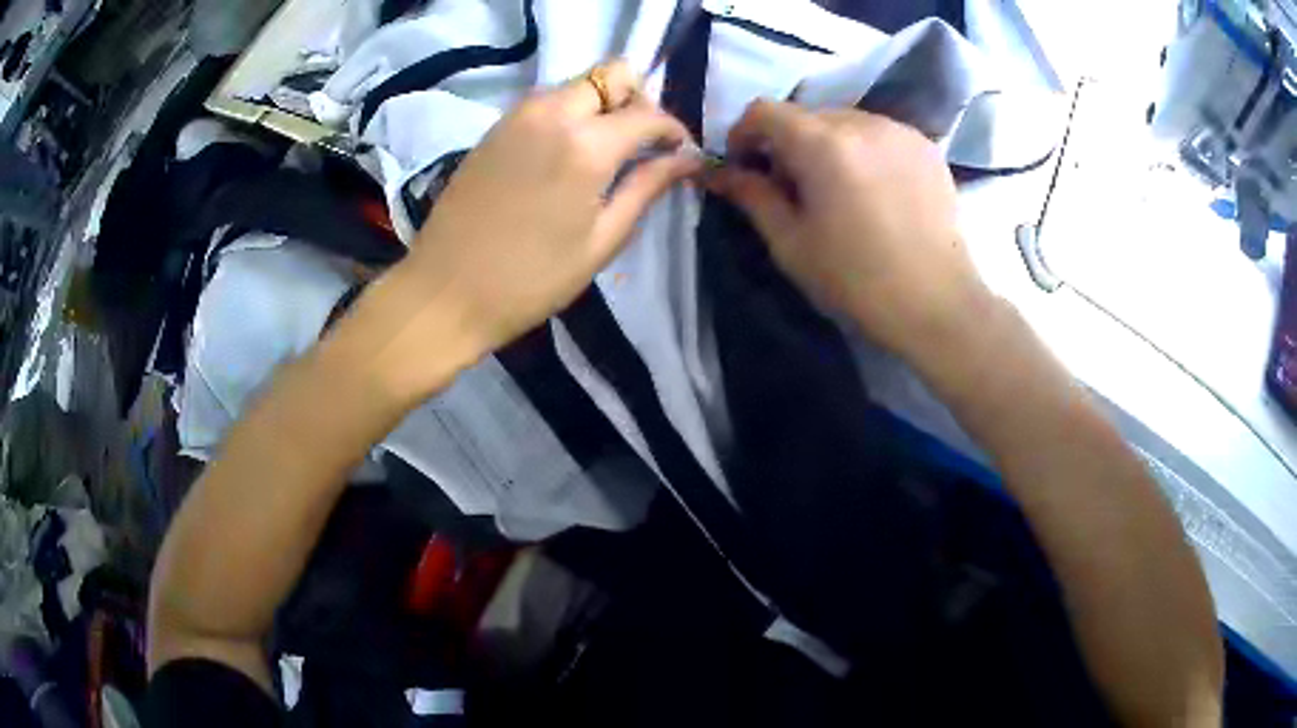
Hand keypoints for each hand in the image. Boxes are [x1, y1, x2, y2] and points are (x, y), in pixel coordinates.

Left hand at [360, 62, 699, 398]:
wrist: (445, 291)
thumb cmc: (530, 280)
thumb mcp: (601, 240)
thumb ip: (646, 188)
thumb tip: (689, 159)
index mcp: (586, 145)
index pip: (648, 114)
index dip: (672, 131)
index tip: (678, 154)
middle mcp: (553, 113)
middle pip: (612, 74)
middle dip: (637, 101)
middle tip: (639, 145)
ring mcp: (518, 114)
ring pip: (579, 84)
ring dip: (602, 105)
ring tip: (604, 153)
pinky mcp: (496, 126)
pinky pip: (548, 101)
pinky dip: (570, 114)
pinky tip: (567, 156)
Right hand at [706, 100, 990, 363]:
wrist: (938, 304)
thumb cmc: (857, 281)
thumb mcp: (791, 243)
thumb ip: (751, 196)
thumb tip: (716, 172)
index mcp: (823, 144)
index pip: (764, 110)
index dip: (743, 133)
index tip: (746, 167)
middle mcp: (862, 121)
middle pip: (805, 114)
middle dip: (787, 143)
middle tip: (792, 188)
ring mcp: (899, 130)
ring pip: (843, 121)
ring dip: (826, 145)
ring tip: (837, 190)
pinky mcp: (925, 145)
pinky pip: (877, 133)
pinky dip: (862, 150)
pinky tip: (872, 190)